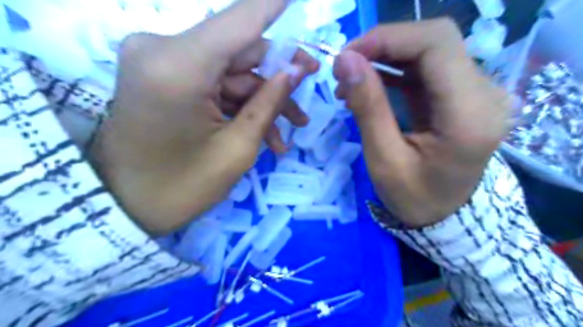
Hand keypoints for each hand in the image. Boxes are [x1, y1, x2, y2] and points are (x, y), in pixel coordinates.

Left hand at [90, 0, 317, 235]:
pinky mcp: (164, 76)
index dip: (273, 6)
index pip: (239, 20)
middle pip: (240, 50)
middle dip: (279, 76)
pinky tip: (263, 134)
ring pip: (231, 71)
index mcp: (179, 67)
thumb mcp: (237, 150)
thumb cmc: (183, 187)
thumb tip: (296, 70)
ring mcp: (160, 62)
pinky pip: (214, 83)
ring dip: (262, 100)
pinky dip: (240, 105)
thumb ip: (269, 103)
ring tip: (287, 134)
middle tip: (307, 98)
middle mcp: (163, 50)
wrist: (127, 206)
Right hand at [333, 18, 511, 227]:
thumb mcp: (384, 159)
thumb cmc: (414, 197)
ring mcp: (476, 91)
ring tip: (351, 80)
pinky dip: (393, 69)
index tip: (346, 56)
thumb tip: (345, 61)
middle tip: (345, 67)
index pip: (436, 44)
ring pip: (428, 49)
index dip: (387, 38)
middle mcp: (484, 94)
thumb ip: (368, 107)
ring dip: (384, 57)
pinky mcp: (460, 95)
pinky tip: (369, 84)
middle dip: (383, 45)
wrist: (445, 216)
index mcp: (469, 115)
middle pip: (434, 39)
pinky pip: (425, 67)